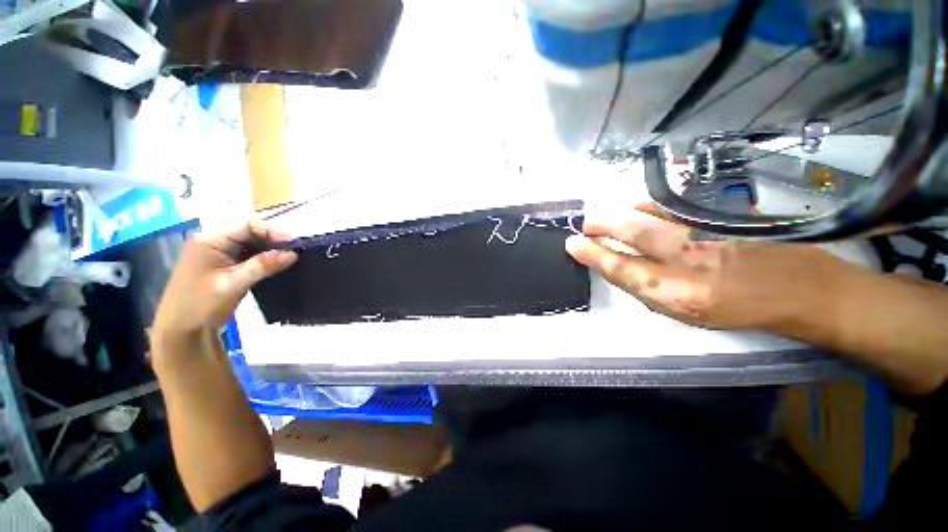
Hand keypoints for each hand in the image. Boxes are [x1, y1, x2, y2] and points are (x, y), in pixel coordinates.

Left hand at [152, 220, 296, 345]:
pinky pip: (250, 254)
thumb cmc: (200, 305)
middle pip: (251, 231)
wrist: (181, 329)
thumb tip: (293, 253)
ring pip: (252, 243)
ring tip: (291, 258)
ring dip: (271, 249)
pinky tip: (277, 265)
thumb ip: (262, 266)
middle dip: (274, 240)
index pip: (248, 225)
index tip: (294, 244)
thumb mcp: (233, 284)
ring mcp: (220, 253)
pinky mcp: (227, 264)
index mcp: (211, 240)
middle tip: (296, 252)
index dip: (273, 231)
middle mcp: (215, 241)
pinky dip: (265, 258)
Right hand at [565, 204, 846, 331]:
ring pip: (652, 212)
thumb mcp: (682, 313)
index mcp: (678, 293)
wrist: (798, 289)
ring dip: (622, 214)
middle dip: (601, 225)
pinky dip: (649, 205)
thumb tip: (613, 264)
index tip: (572, 244)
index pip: (621, 269)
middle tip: (584, 224)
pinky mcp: (722, 214)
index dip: (592, 254)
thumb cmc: (734, 309)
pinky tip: (640, 208)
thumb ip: (645, 287)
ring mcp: (708, 230)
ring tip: (608, 219)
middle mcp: (690, 258)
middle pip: (633, 232)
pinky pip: (673, 204)